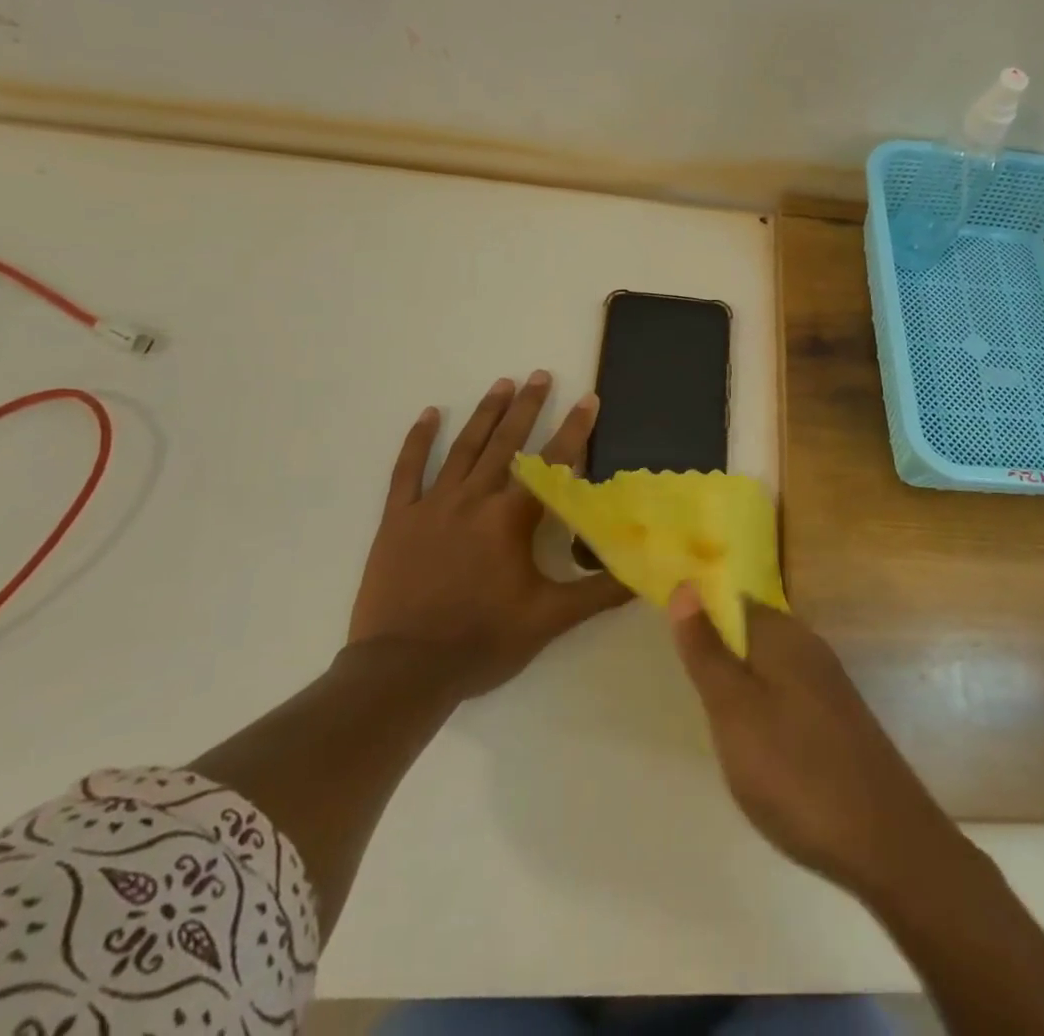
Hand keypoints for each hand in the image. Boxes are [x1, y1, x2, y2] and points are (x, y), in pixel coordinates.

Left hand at [348, 372, 630, 701]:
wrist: (403, 670)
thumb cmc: (482, 641)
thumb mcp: (549, 619)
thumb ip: (598, 592)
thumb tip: (645, 574)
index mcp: (511, 518)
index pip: (552, 463)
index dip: (574, 429)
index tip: (588, 398)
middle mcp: (474, 499)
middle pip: (506, 443)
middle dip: (527, 406)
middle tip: (540, 374)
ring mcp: (433, 505)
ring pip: (463, 448)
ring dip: (485, 413)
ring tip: (502, 383)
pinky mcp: (398, 519)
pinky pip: (408, 470)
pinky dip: (418, 440)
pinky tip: (429, 415)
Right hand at [667, 584, 964, 900]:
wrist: (885, 842)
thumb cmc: (794, 770)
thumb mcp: (733, 709)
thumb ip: (706, 649)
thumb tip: (685, 585)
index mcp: (781, 633)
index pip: (731, 599)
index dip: (700, 614)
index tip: (675, 648)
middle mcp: (808, 646)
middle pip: (749, 632)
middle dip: (718, 655)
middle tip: (692, 696)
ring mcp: (827, 683)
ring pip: (767, 667)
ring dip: (740, 687)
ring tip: (719, 727)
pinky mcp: (837, 718)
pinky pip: (787, 696)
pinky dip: (765, 711)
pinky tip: (759, 749)